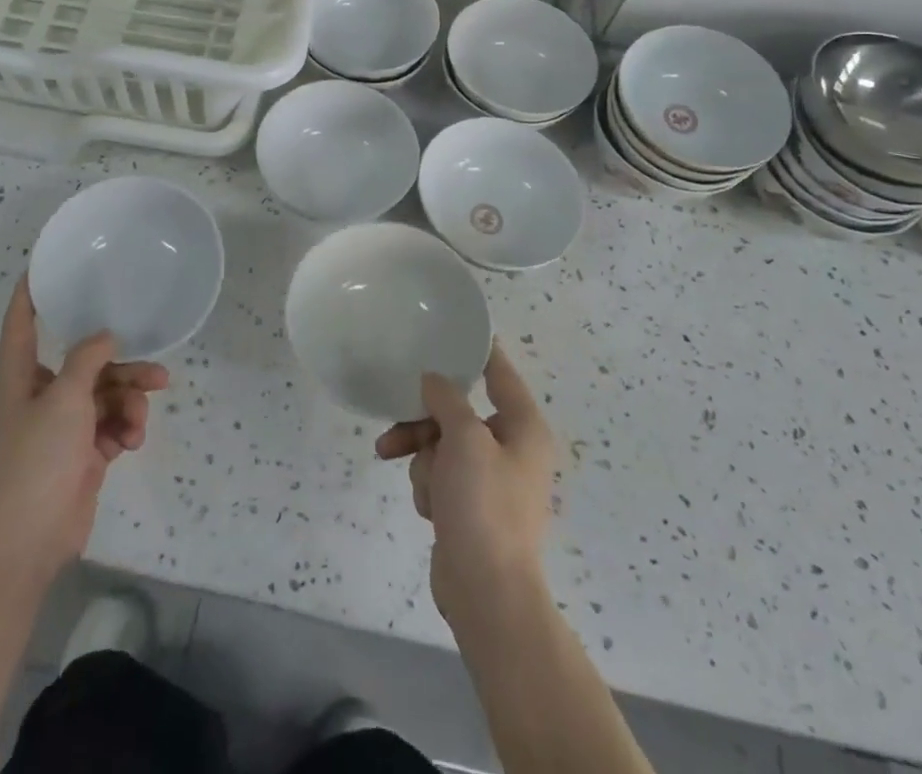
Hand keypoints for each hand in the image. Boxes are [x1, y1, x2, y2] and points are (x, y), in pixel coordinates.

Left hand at [0, 279, 168, 583]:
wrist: (30, 537)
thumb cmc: (38, 457)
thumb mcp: (65, 397)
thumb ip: (88, 358)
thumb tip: (105, 336)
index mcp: (23, 376)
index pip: (20, 323)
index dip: (29, 293)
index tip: (44, 265)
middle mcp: (42, 394)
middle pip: (86, 363)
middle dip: (122, 366)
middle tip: (156, 369)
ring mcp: (64, 426)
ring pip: (107, 395)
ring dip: (130, 403)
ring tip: (142, 418)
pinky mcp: (83, 453)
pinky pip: (112, 425)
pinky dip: (125, 429)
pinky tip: (130, 442)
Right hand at [375, 344, 555, 623]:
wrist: (486, 594)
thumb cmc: (484, 506)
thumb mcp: (464, 439)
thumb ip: (446, 399)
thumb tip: (434, 380)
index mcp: (523, 427)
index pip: (500, 372)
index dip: (478, 349)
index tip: (452, 328)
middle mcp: (511, 448)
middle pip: (458, 411)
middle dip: (426, 422)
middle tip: (398, 421)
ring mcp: (489, 480)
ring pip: (441, 444)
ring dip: (423, 459)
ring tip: (418, 481)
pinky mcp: (470, 506)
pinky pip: (440, 475)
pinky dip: (429, 486)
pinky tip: (429, 508)